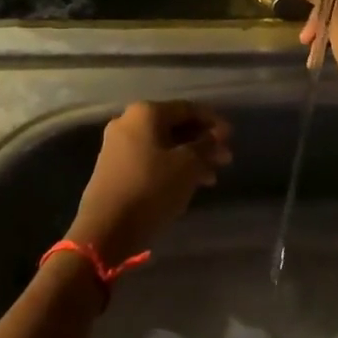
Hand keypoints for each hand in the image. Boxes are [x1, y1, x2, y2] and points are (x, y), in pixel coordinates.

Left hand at [68, 101, 232, 265]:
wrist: (105, 229)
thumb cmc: (151, 189)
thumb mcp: (188, 166)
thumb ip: (206, 146)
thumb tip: (216, 137)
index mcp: (145, 113)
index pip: (187, 109)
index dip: (213, 122)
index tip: (232, 138)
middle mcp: (128, 122)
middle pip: (174, 127)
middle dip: (202, 143)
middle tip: (225, 160)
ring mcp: (118, 146)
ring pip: (163, 146)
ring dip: (190, 158)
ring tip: (211, 179)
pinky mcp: (114, 169)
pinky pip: (150, 160)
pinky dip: (171, 168)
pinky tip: (187, 185)